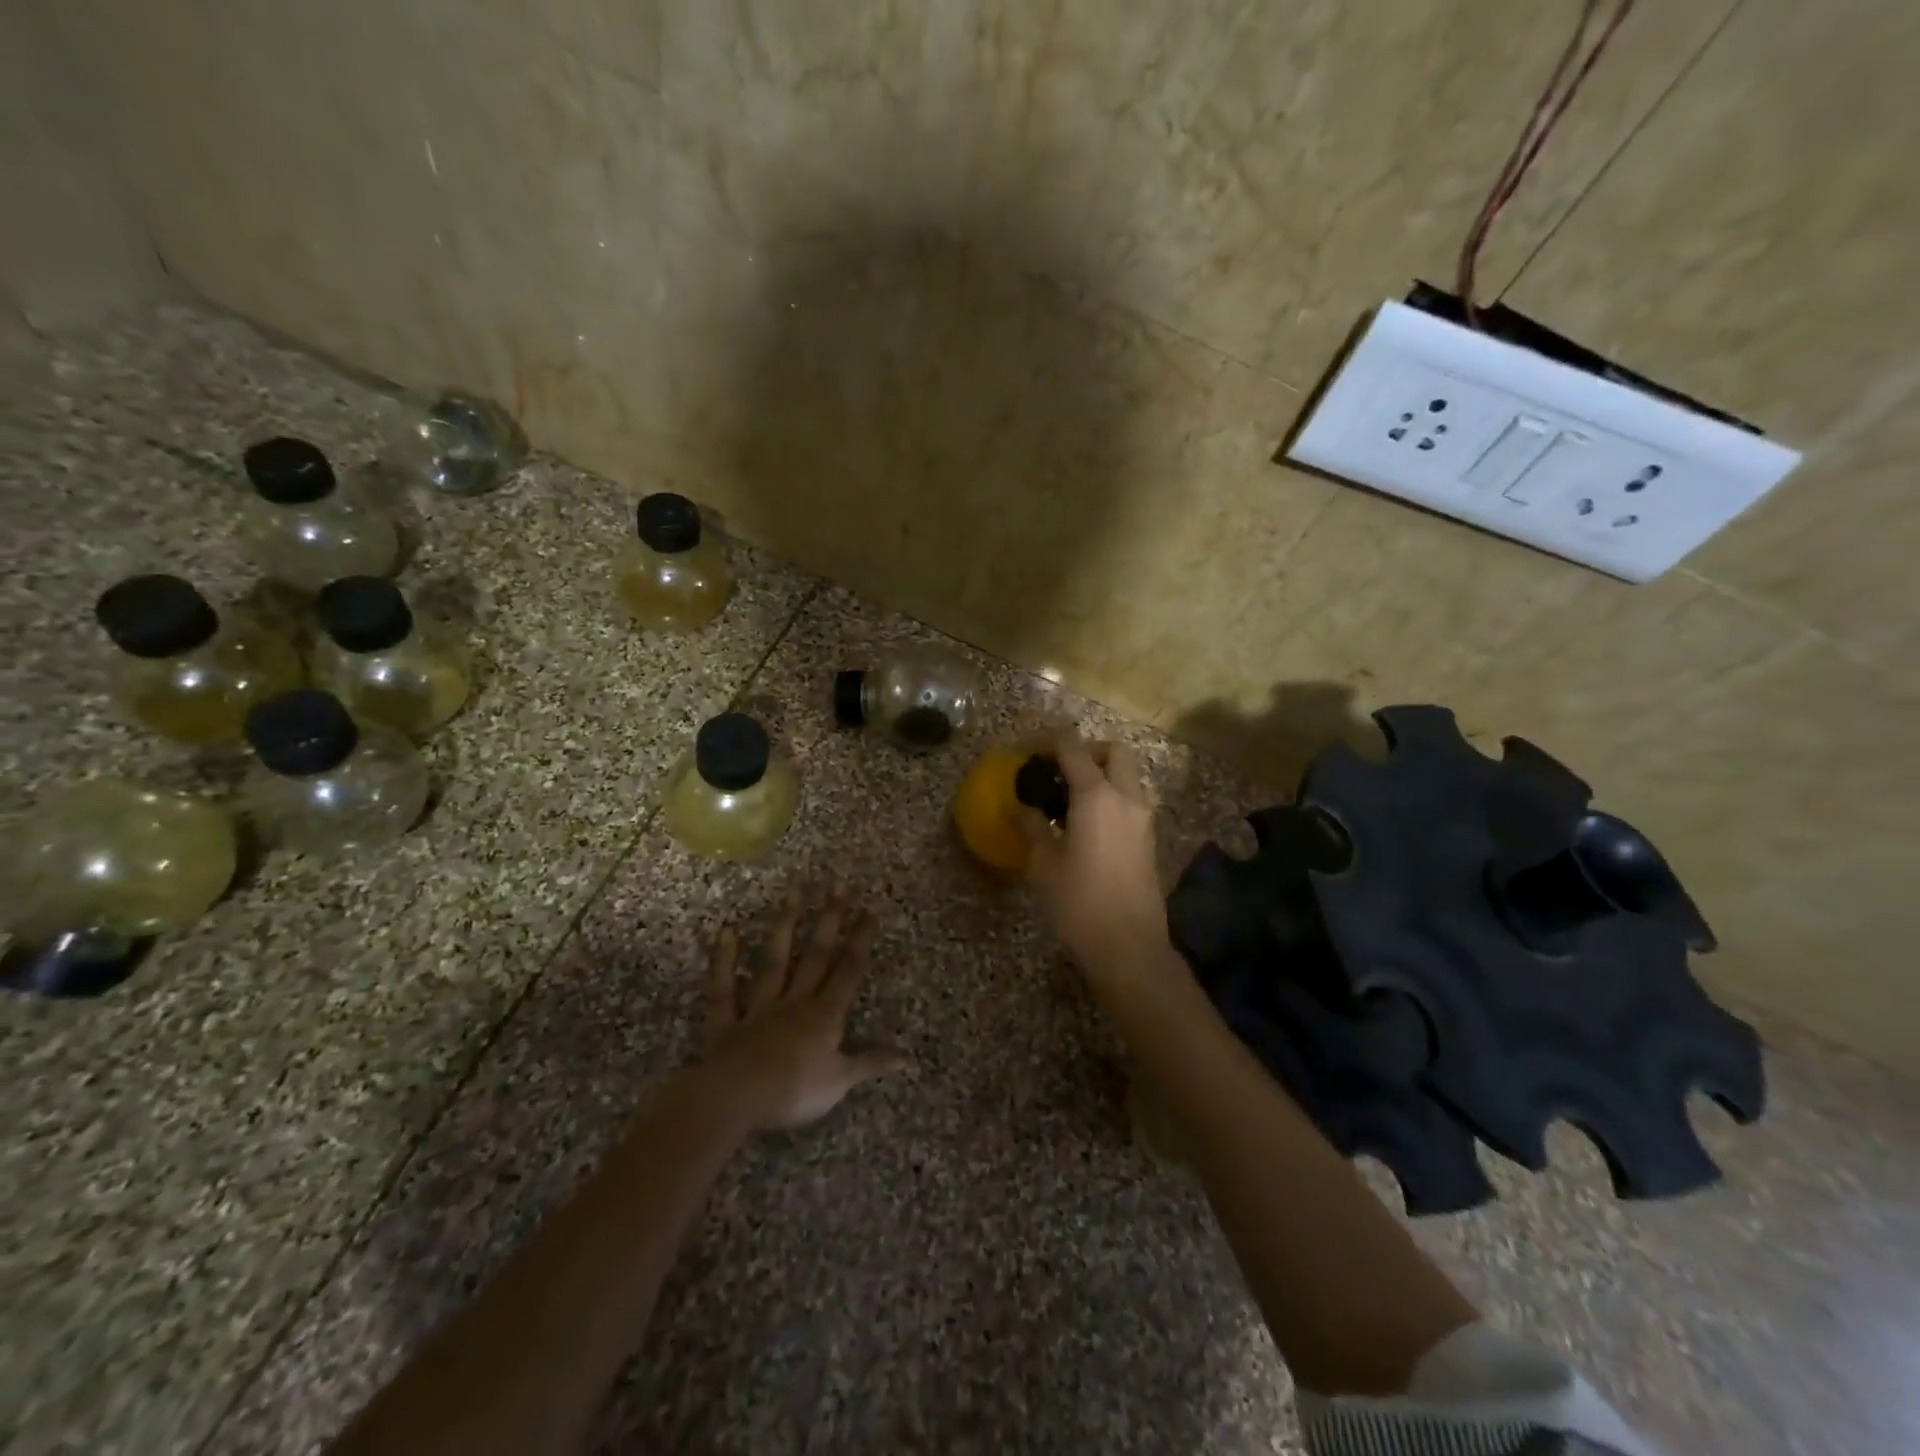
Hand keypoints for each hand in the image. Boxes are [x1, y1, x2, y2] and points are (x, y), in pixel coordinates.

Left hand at [702, 881, 905, 1130]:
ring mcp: (759, 1009)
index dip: (860, 940)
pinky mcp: (726, 1022)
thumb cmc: (793, 1092)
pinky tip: (727, 931)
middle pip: (815, 956)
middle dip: (829, 920)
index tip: (870, 909)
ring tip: (794, 891)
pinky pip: (724, 989)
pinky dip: (724, 961)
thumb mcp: (840, 1082)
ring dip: (785, 926)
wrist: (735, 1100)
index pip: (848, 971)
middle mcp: (794, 1002)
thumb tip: (906, 1055)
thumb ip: (869, 1063)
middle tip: (838, 885)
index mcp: (824, 1016)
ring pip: (774, 962)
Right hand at [1018, 729, 1169, 976]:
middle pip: (1113, 752)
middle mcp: (1126, 797)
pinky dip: (1110, 796)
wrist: (1128, 946)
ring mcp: (1143, 818)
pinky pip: (1130, 801)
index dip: (1048, 740)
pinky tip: (1085, 823)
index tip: (1028, 749)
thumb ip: (1032, 826)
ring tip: (1068, 798)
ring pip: (1126, 776)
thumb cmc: (1078, 902)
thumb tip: (1021, 807)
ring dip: (1101, 774)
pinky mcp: (1149, 839)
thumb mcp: (1043, 863)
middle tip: (1058, 768)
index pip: (1072, 748)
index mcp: (1096, 795)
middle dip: (1086, 750)